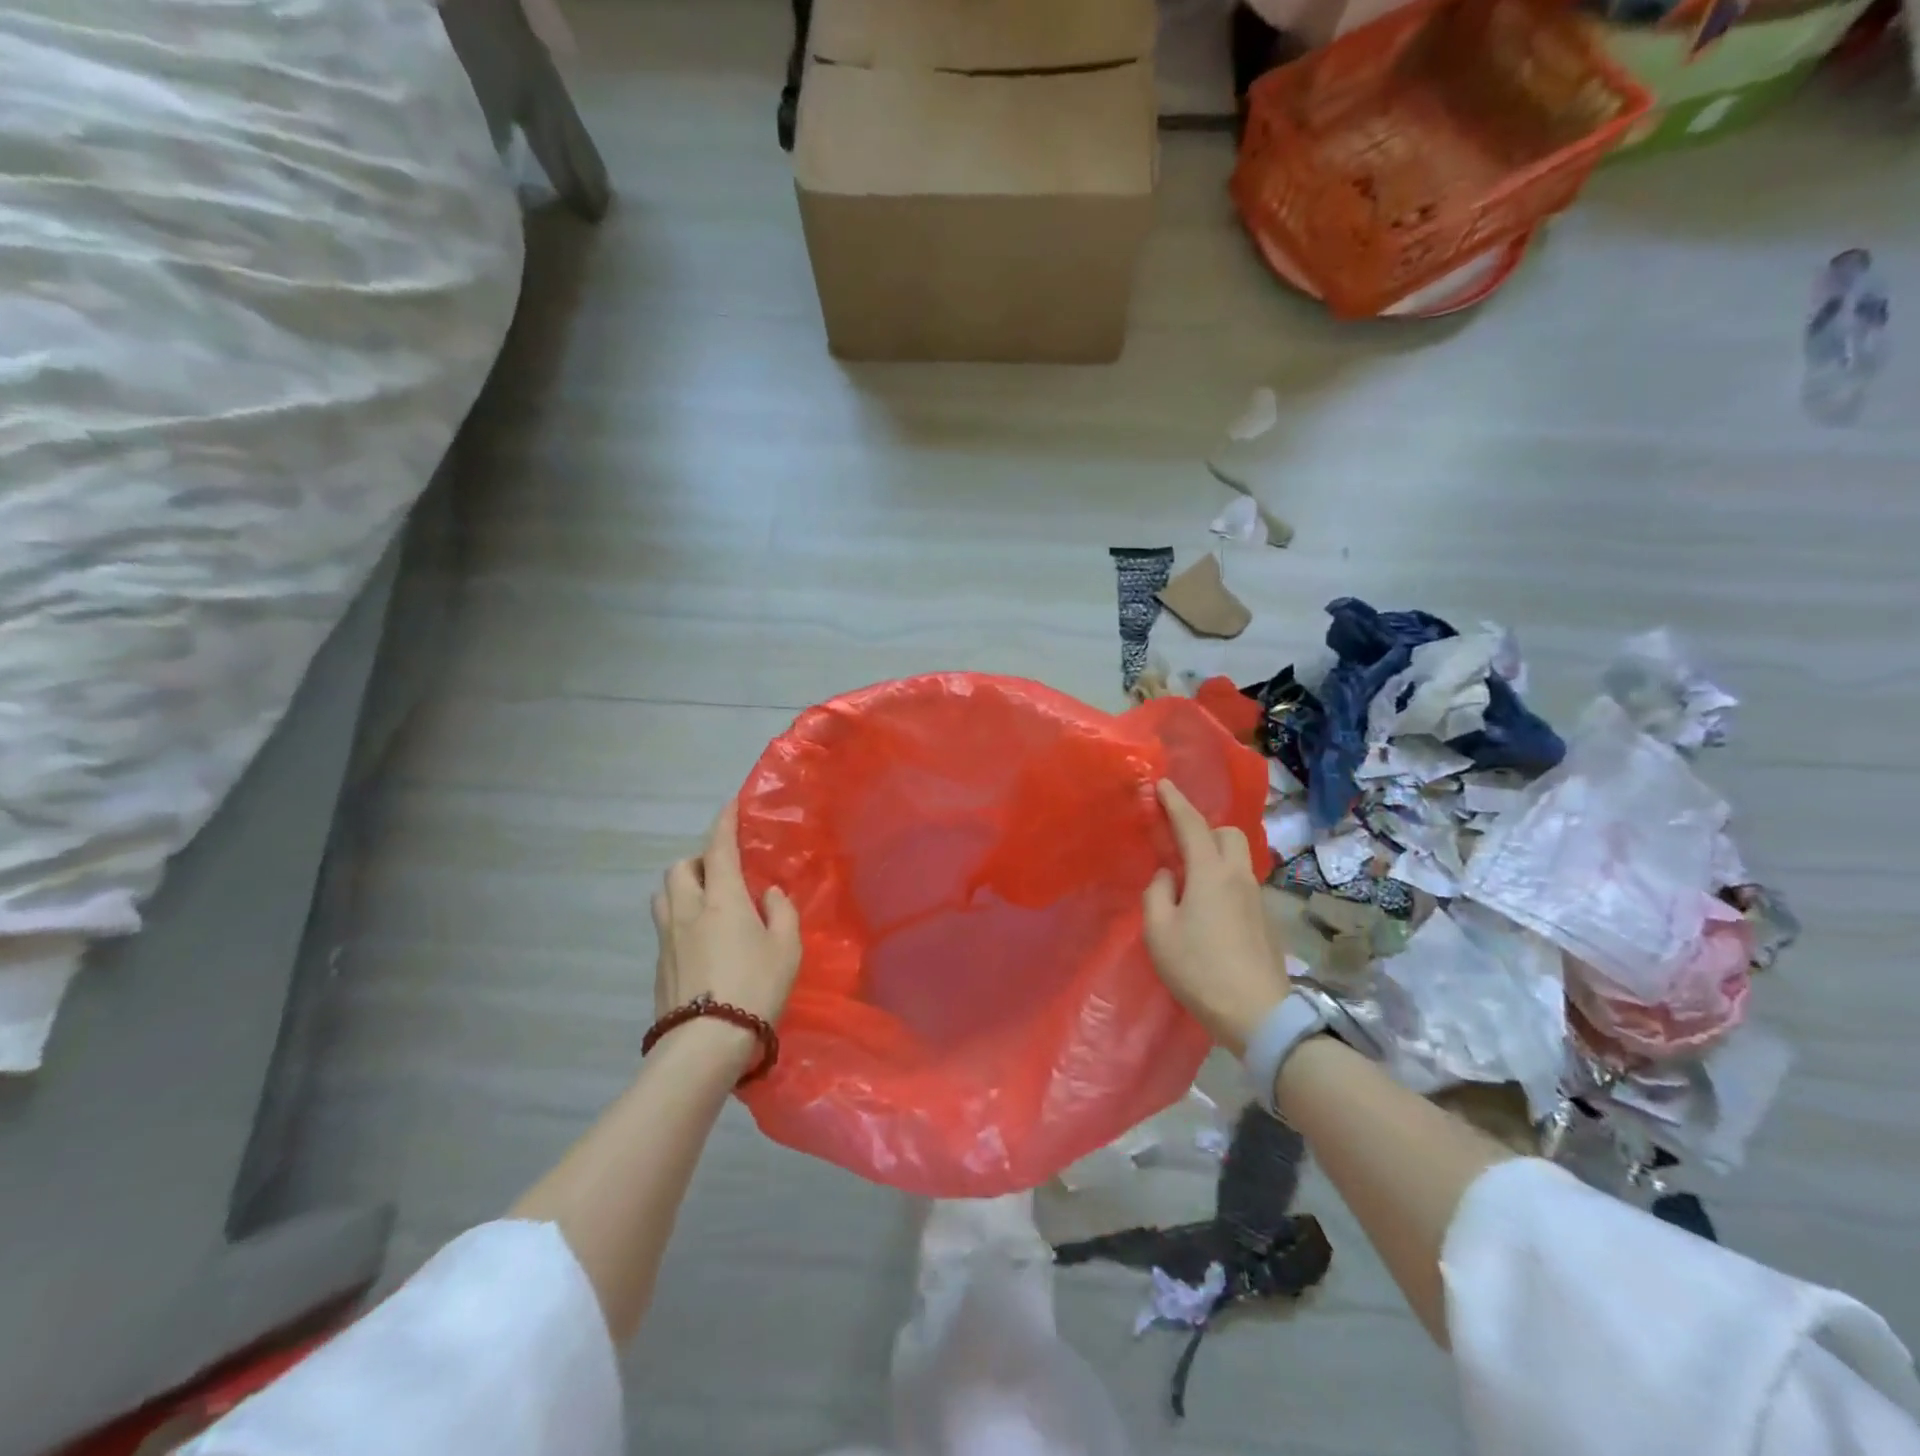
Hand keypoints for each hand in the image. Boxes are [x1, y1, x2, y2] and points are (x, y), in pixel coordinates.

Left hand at [652, 801, 801, 1027]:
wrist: (706, 1042)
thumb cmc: (756, 988)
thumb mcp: (787, 948)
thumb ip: (781, 912)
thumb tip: (769, 894)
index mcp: (723, 899)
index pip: (719, 848)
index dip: (724, 822)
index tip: (729, 804)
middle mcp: (689, 910)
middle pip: (681, 868)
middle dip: (698, 860)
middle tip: (721, 872)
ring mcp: (667, 938)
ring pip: (664, 895)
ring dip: (682, 887)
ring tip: (705, 902)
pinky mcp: (658, 965)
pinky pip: (665, 926)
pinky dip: (679, 919)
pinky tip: (699, 941)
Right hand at [1142, 780, 1288, 1055]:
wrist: (1258, 1013)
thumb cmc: (1199, 969)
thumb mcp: (1160, 933)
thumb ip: (1157, 894)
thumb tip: (1168, 876)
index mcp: (1211, 873)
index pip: (1192, 825)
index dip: (1175, 803)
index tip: (1163, 785)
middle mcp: (1239, 876)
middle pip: (1227, 834)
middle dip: (1204, 829)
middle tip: (1179, 846)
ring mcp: (1258, 897)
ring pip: (1237, 858)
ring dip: (1214, 856)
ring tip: (1190, 882)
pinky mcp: (1266, 919)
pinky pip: (1242, 882)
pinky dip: (1223, 880)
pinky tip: (1208, 909)